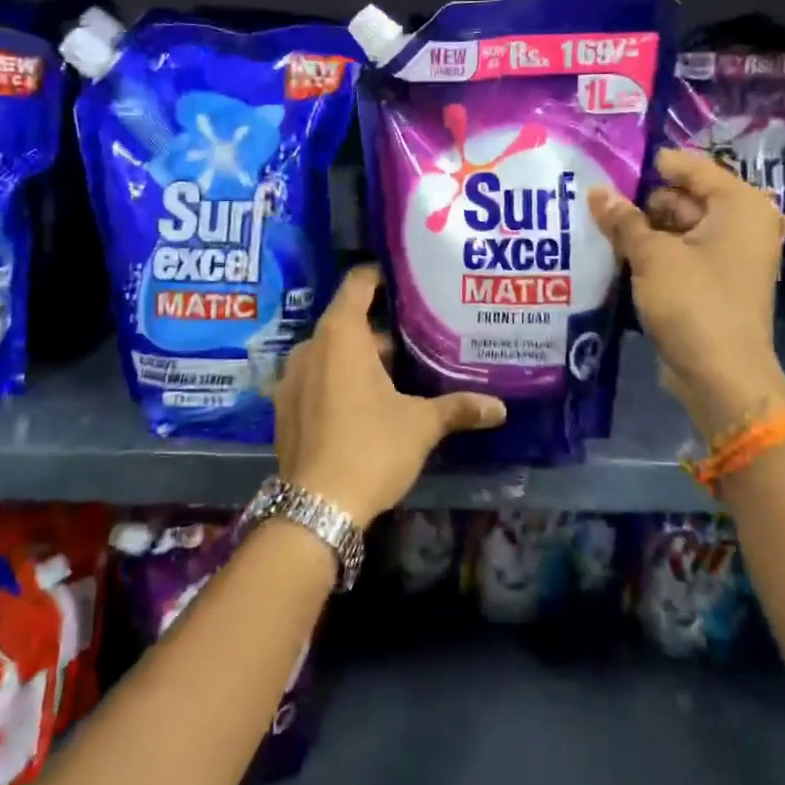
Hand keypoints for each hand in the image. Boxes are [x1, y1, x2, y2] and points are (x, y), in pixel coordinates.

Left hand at [273, 265, 505, 524]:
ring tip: (398, 373)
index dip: (381, 276)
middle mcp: (310, 347)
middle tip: (419, 338)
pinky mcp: (284, 407)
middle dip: (381, 330)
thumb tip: (500, 408)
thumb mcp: (421, 425)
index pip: (358, 284)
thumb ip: (458, 408)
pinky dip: (338, 380)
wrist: (315, 508)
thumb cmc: (371, 449)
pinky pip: (316, 377)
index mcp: (341, 335)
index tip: (407, 280)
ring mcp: (292, 378)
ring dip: (360, 358)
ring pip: (331, 352)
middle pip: (348, 321)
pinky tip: (364, 404)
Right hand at [589, 148, 784, 448]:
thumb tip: (597, 191)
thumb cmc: (694, 303)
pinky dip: (653, 253)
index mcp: (740, 206)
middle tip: (594, 199)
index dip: (650, 165)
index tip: (608, 164)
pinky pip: (680, 254)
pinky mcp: (714, 283)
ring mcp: (729, 256)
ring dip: (642, 229)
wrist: (721, 377)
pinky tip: (614, 252)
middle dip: (641, 201)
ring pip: (678, 228)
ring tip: (596, 224)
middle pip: (684, 197)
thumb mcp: (652, 255)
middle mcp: (741, 225)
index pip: (691, 167)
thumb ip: (624, 220)